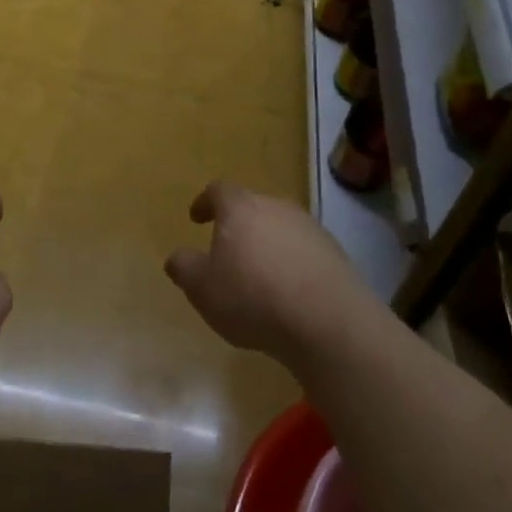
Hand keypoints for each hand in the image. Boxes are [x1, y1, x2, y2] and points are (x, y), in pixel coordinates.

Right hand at [164, 181, 370, 369]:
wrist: (327, 321)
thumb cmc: (253, 297)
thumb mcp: (203, 288)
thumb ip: (184, 268)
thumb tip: (177, 257)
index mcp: (241, 208)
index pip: (218, 190)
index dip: (205, 202)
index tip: (196, 218)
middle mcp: (276, 207)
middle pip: (252, 207)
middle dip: (238, 226)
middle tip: (227, 251)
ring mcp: (309, 227)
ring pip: (280, 228)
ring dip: (267, 245)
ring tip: (259, 276)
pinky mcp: (334, 253)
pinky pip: (304, 251)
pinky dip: (292, 263)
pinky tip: (289, 292)